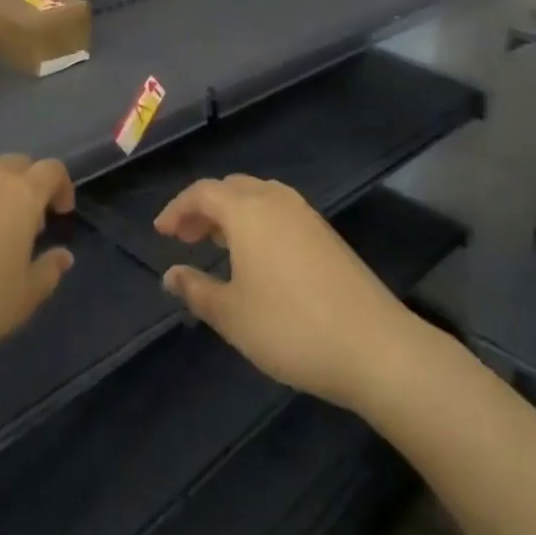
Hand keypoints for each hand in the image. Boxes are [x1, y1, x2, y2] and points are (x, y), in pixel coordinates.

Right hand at [156, 176, 414, 408]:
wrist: (374, 346)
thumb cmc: (291, 328)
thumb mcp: (233, 315)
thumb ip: (196, 290)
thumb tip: (170, 274)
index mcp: (247, 211)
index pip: (202, 192)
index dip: (177, 208)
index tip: (160, 232)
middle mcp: (275, 200)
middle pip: (231, 188)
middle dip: (204, 208)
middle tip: (185, 237)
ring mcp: (305, 214)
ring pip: (257, 197)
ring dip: (232, 213)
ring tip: (217, 244)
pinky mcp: (326, 233)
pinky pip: (279, 211)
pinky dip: (257, 221)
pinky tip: (257, 257)